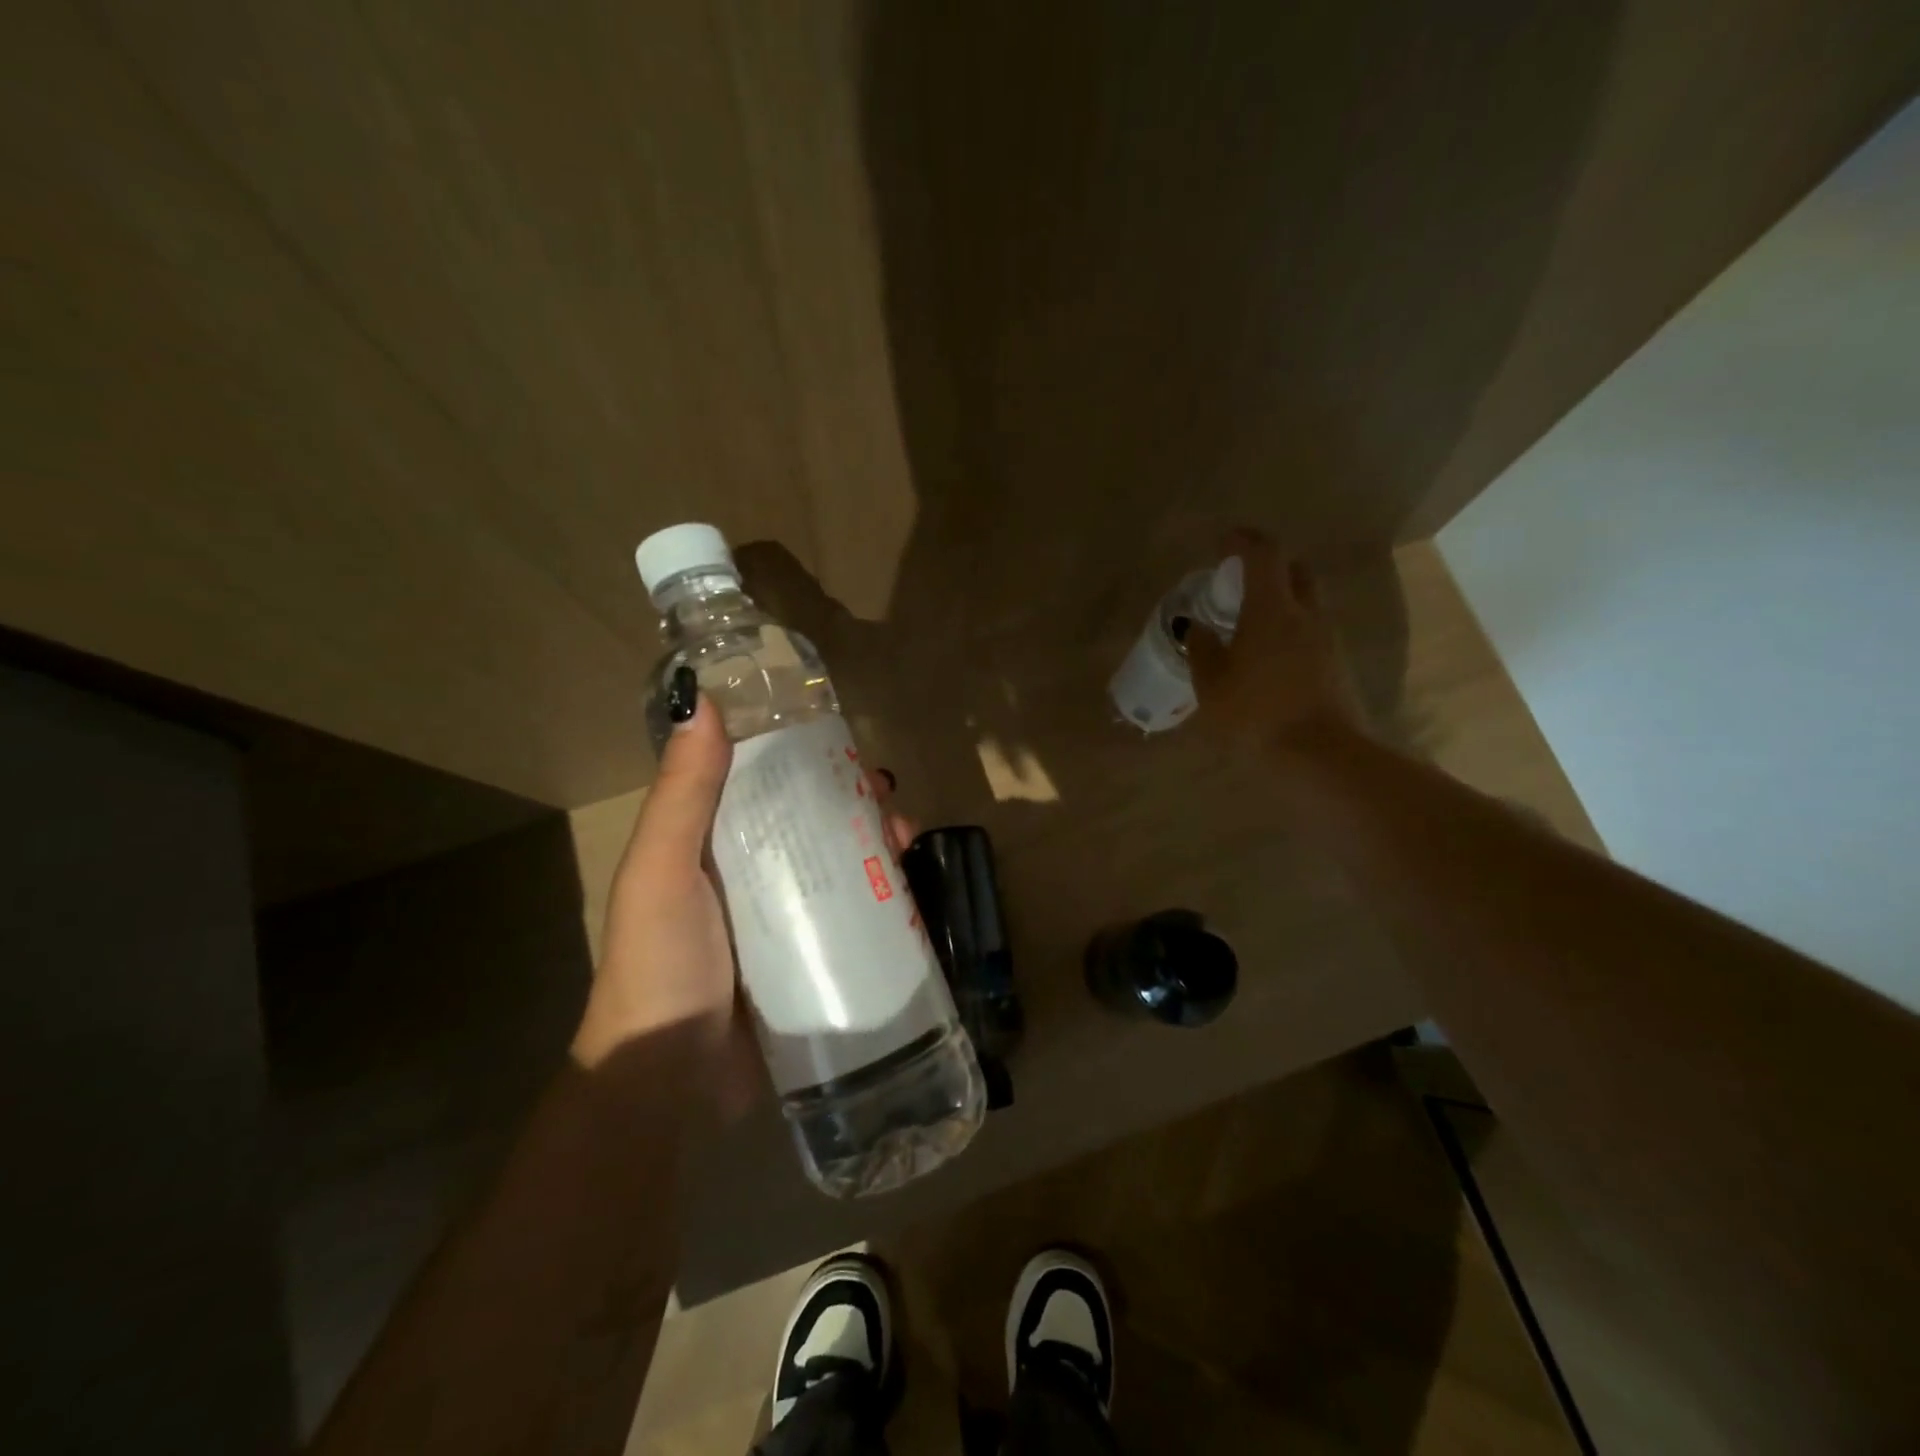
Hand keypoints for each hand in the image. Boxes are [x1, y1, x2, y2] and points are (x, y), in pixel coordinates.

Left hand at [570, 680, 919, 1110]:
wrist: (666, 1082)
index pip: (766, 787)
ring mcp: (785, 924)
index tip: (844, 750)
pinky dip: (883, 902)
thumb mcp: (662, 870)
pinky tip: (912, 895)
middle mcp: (751, 878)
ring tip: (906, 840)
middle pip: (814, 826)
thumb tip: (700, 702)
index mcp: (712, 848)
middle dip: (856, 807)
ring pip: (841, 869)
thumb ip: (684, 793)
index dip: (807, 763)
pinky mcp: (812, 964)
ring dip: (877, 848)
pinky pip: (854, 921)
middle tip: (890, 803)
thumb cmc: (659, 963)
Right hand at [1188, 528, 1363, 751]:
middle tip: (1241, 582)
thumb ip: (1202, 650)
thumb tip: (1197, 627)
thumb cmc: (1256, 714)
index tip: (1224, 542)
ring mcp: (1328, 640)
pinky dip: (1291, 631)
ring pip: (1307, 603)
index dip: (1244, 540)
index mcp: (1272, 609)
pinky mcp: (1337, 666)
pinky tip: (1268, 657)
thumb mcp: (1212, 684)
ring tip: (1250, 624)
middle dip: (1270, 567)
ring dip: (1282, 601)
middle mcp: (1306, 614)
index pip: (1264, 554)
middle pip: (1295, 571)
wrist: (1320, 756)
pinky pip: (1312, 633)